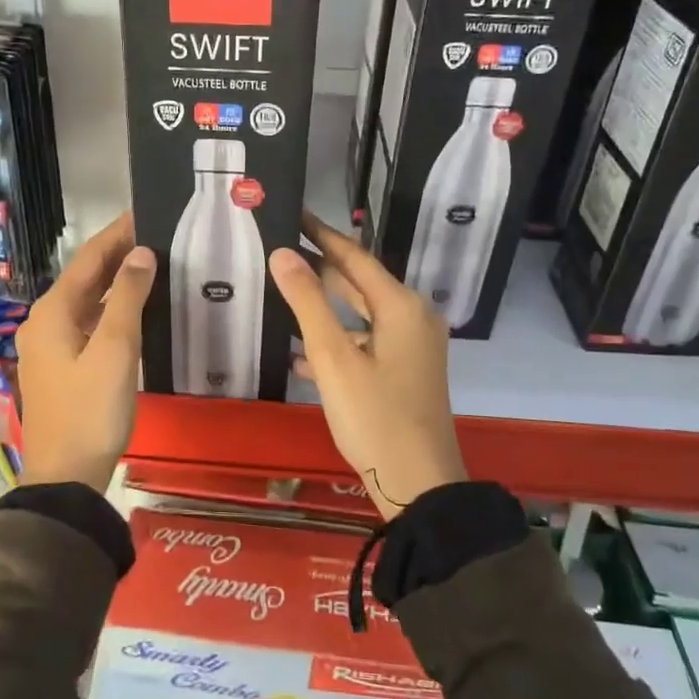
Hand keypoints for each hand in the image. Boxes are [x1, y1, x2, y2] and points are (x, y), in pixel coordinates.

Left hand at [16, 213, 155, 489]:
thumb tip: (141, 253)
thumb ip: (128, 298)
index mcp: (52, 312)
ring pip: (87, 301)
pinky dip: (111, 309)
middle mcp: (45, 321)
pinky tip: (135, 309)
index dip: (117, 234)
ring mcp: (50, 346)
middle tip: (158, 235)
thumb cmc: (91, 410)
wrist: (65, 475)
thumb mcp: (115, 350)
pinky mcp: (60, 366)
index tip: (146, 212)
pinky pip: (87, 323)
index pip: (89, 259)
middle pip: (85, 278)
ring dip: (116, 282)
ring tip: (153, 264)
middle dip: (118, 255)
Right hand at [269, 215, 466, 519]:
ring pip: (360, 316)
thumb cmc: (374, 416)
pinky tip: (299, 356)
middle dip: (320, 268)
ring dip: (324, 309)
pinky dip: (336, 343)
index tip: (293, 213)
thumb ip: (307, 302)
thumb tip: (283, 253)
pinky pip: (365, 344)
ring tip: (281, 296)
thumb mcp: (333, 358)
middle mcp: (412, 318)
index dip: (322, 234)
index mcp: (401, 307)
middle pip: (360, 283)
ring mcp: (412, 348)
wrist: (419, 485)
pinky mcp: (405, 372)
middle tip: (279, 250)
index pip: (355, 256)